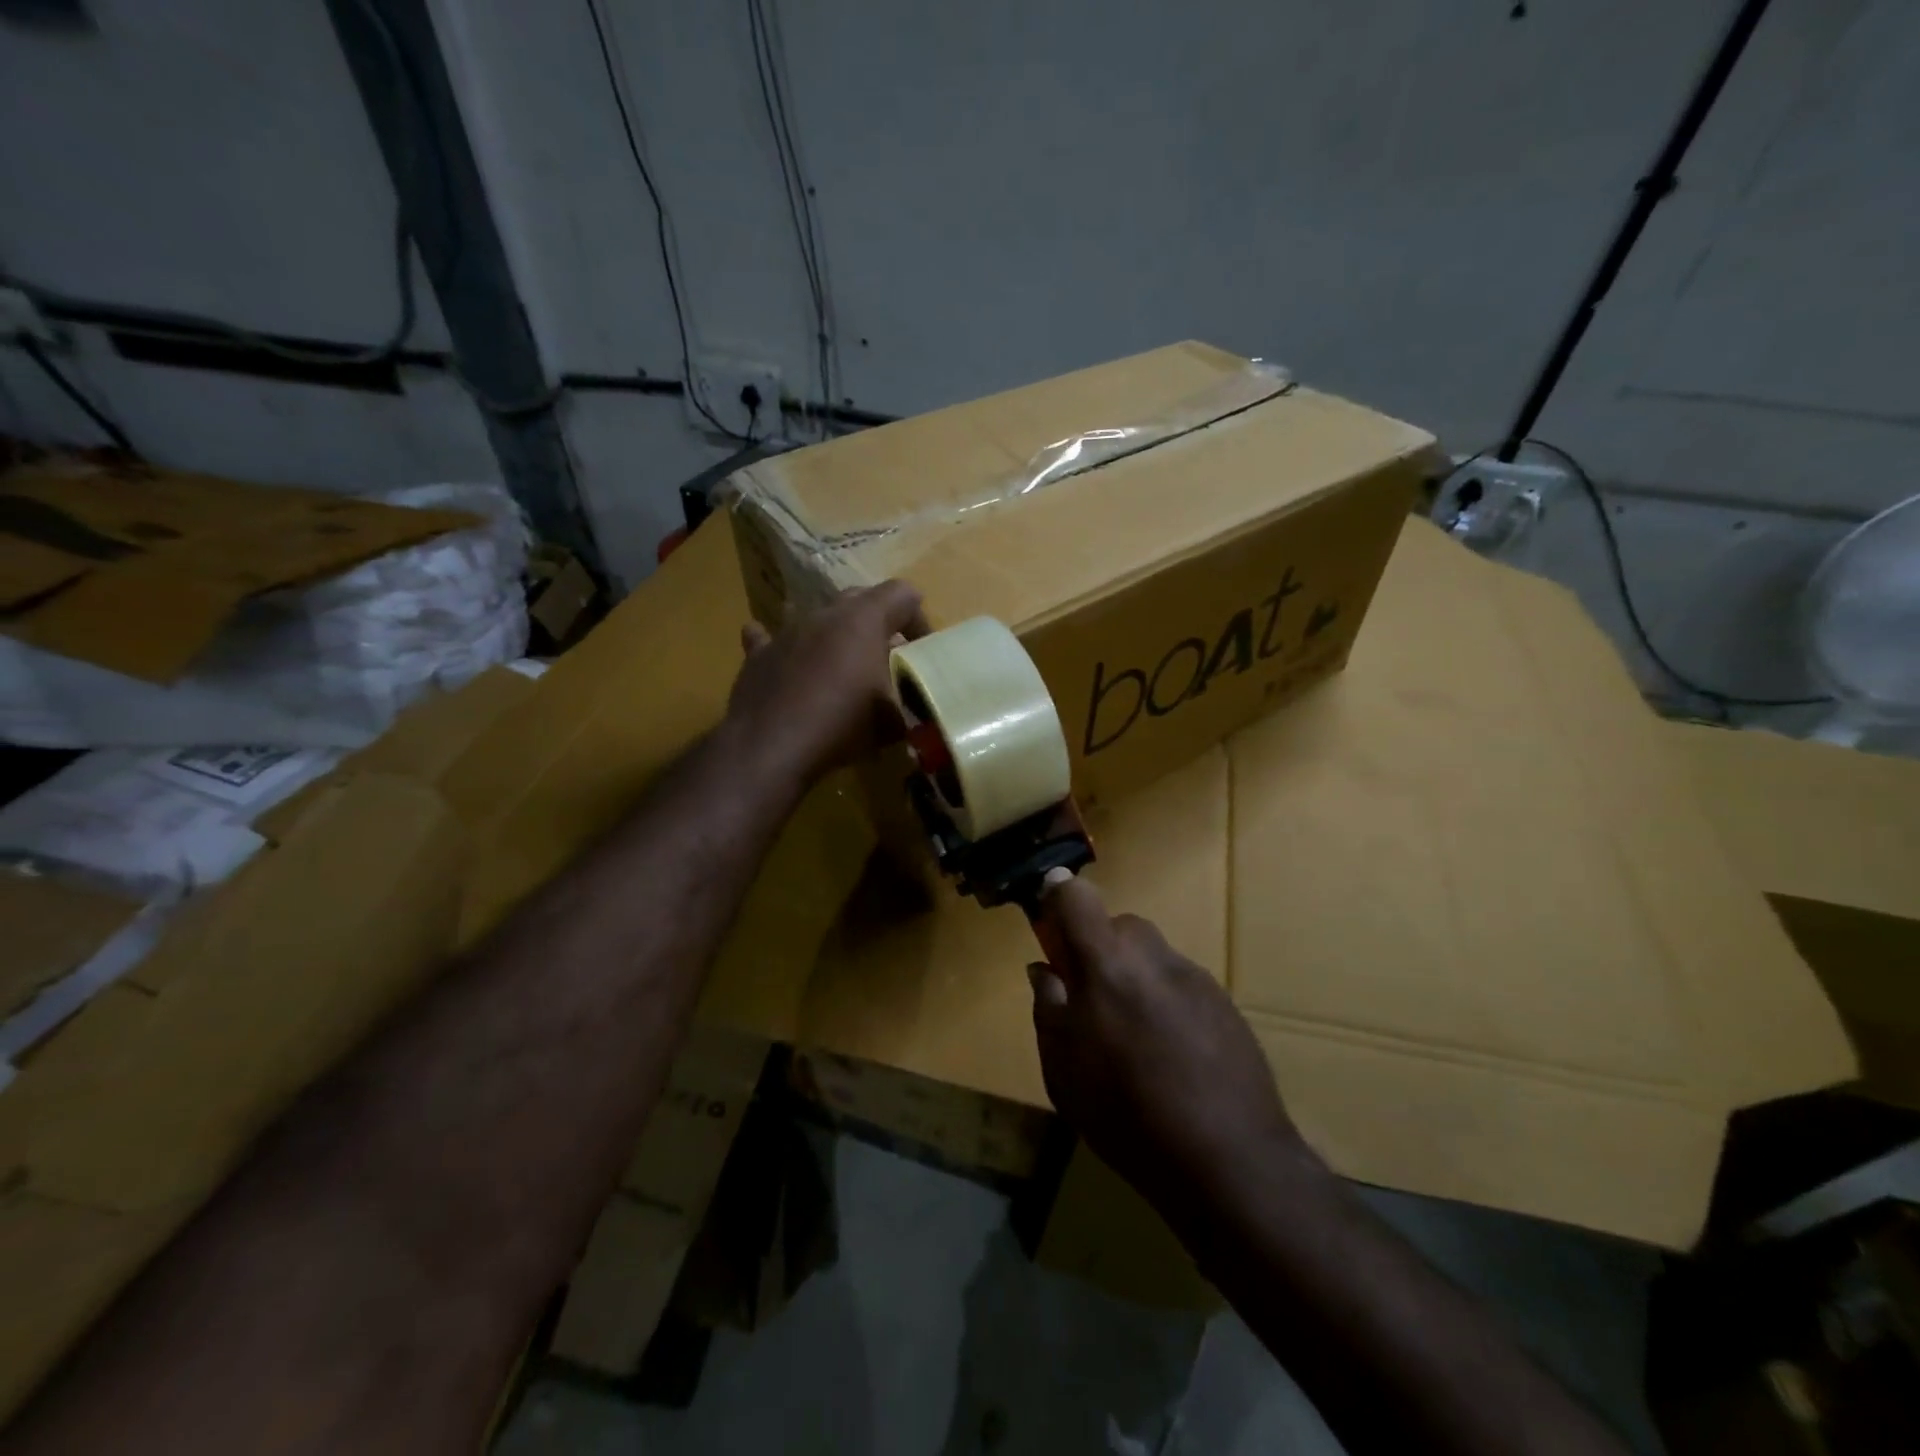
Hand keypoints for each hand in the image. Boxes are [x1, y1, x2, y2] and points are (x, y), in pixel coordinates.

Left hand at [726, 582, 929, 787]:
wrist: (772, 747)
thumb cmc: (843, 724)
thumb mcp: (894, 720)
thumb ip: (908, 702)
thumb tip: (912, 705)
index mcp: (864, 620)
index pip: (903, 594)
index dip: (919, 619)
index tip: (922, 651)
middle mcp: (825, 614)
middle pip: (860, 599)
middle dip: (878, 622)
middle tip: (887, 657)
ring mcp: (787, 631)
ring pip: (817, 618)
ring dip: (834, 635)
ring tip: (842, 665)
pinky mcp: (759, 656)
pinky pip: (769, 638)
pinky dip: (784, 646)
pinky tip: (784, 657)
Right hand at [1030, 871, 1318, 1221]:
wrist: (1229, 1160)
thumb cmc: (1127, 1115)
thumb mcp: (1063, 1069)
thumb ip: (1049, 1007)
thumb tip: (1045, 969)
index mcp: (1108, 964)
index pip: (1077, 896)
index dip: (1058, 898)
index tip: (1049, 925)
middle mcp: (1155, 957)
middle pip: (1119, 926)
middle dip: (1099, 950)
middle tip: (1091, 1001)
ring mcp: (1196, 979)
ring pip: (1152, 957)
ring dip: (1134, 977)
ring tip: (1134, 1038)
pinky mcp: (1226, 1005)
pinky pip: (1181, 985)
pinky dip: (1166, 1003)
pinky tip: (1171, 1056)